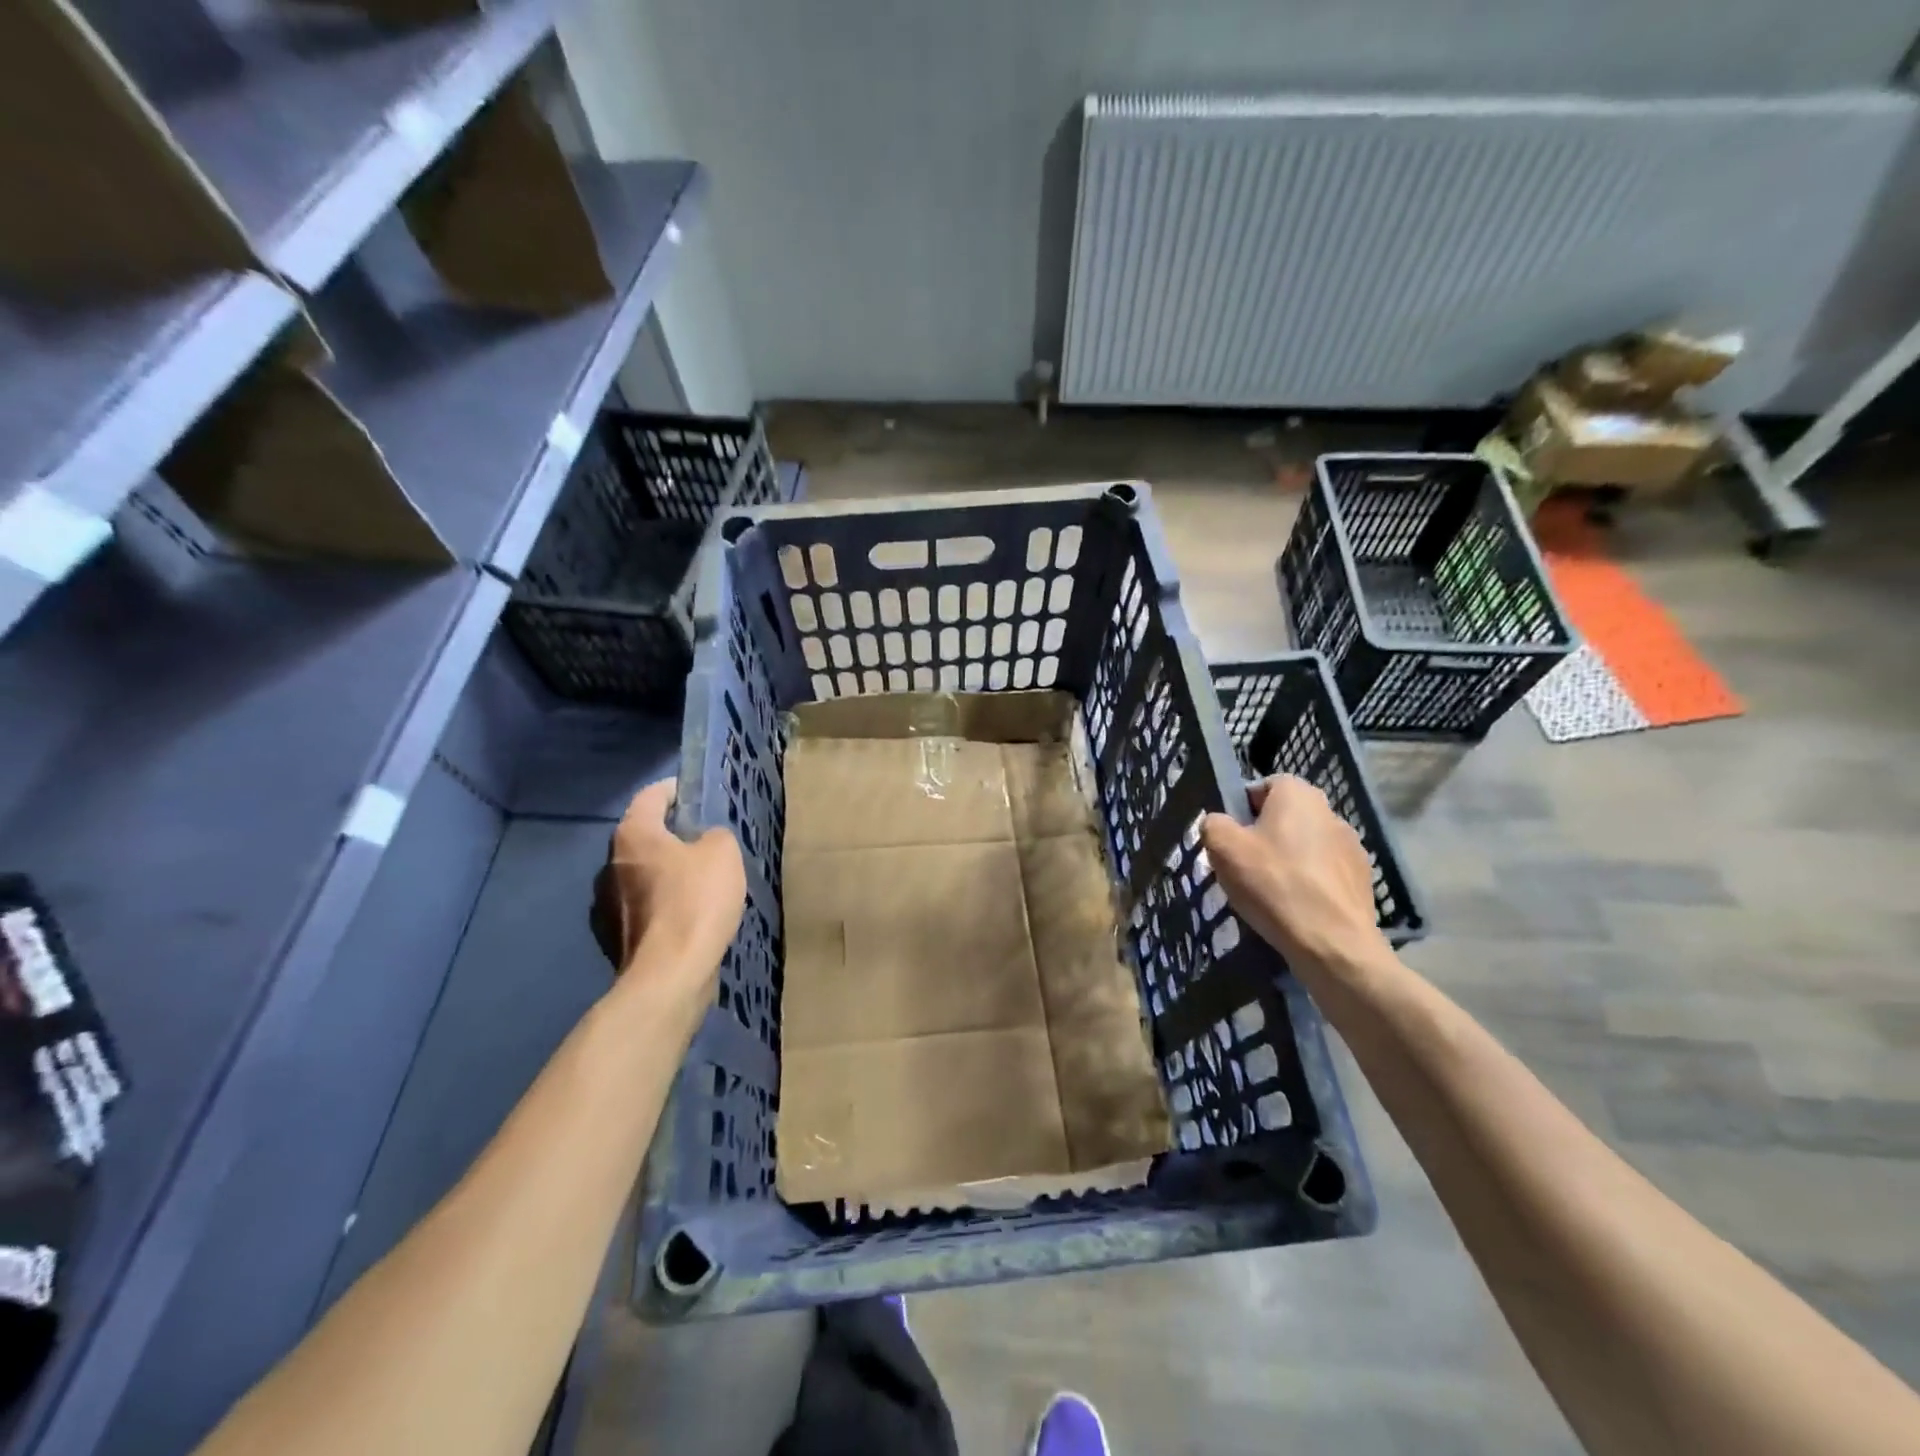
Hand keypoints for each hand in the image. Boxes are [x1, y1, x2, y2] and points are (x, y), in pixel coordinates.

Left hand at [591, 780, 744, 993]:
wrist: (669, 974)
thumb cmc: (695, 901)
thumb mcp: (723, 853)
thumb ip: (715, 835)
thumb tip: (705, 841)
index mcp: (633, 835)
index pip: (650, 796)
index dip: (675, 790)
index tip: (696, 794)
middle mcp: (610, 864)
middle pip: (643, 836)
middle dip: (672, 835)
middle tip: (705, 840)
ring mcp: (606, 904)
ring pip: (642, 874)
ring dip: (666, 872)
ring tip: (700, 881)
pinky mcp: (613, 937)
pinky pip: (642, 907)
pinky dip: (662, 905)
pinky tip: (688, 916)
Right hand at [1202, 775, 1384, 971]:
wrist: (1332, 943)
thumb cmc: (1273, 884)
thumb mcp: (1223, 848)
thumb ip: (1213, 824)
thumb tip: (1219, 823)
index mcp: (1298, 794)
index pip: (1264, 786)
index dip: (1242, 809)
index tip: (1231, 838)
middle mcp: (1330, 811)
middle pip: (1285, 817)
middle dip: (1264, 836)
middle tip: (1243, 866)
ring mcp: (1352, 846)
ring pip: (1306, 845)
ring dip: (1288, 860)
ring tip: (1269, 892)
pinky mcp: (1362, 879)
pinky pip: (1324, 873)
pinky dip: (1308, 883)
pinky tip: (1294, 907)